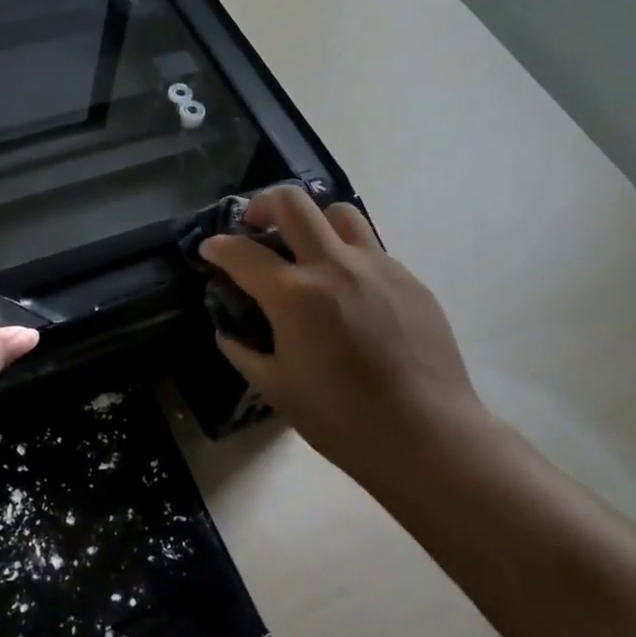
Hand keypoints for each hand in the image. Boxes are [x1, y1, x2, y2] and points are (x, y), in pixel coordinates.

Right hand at [198, 186, 488, 480]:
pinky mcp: (409, 279)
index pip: (243, 252)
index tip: (210, 249)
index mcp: (294, 295)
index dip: (218, 247)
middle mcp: (334, 266)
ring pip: (340, 213)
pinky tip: (351, 294)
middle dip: (264, 204)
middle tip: (256, 224)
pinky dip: (349, 258)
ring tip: (309, 249)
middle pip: (293, 202)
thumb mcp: (276, 388)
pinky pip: (372, 250)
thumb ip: (243, 352)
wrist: (425, 434)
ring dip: (314, 221)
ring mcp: (378, 267)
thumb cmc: (341, 417)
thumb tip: (227, 331)